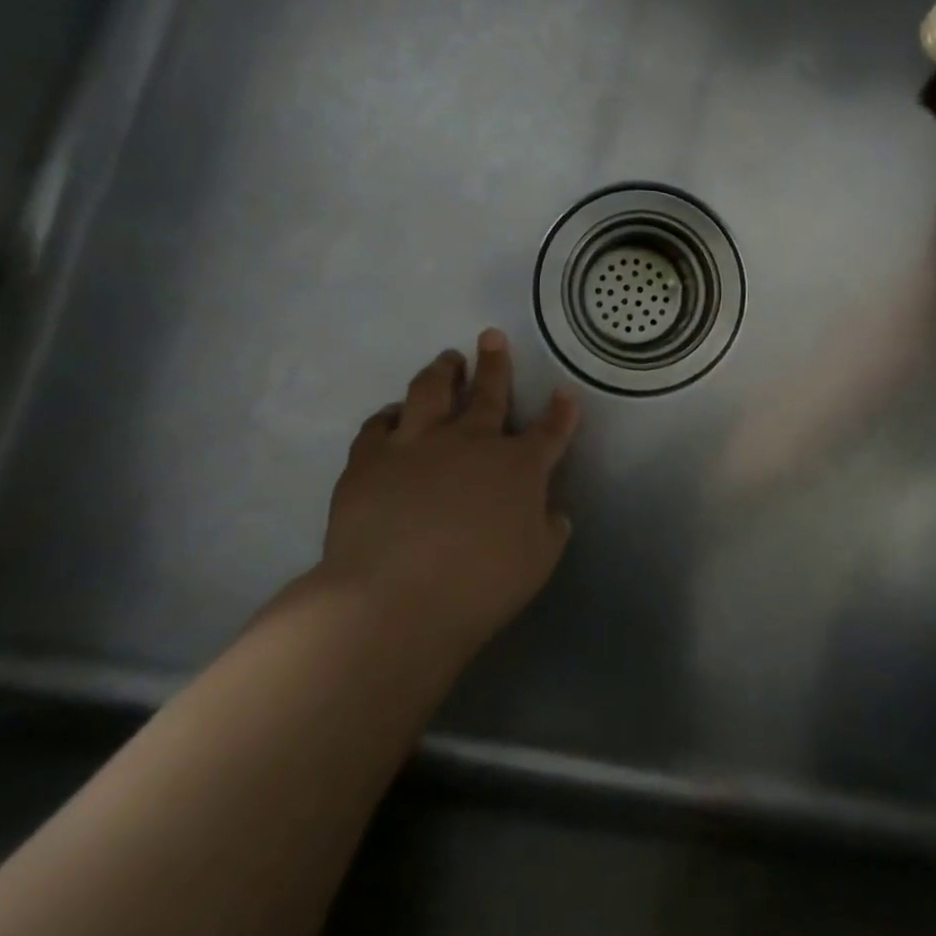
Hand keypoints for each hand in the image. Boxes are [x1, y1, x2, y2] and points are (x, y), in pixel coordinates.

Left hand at [321, 329, 578, 669]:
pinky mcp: (369, 459)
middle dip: (496, 363)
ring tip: (448, 359)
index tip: (565, 392)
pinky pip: (378, 424)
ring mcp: (417, 444)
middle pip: (489, 392)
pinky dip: (389, 415)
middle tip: (492, 336)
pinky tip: (393, 413)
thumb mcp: (538, 562)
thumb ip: (549, 530)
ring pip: (431, 392)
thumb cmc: (480, 585)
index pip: (550, 430)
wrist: (394, 599)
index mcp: (519, 466)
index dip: (561, 411)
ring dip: (443, 372)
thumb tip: (552, 511)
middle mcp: (472, 442)